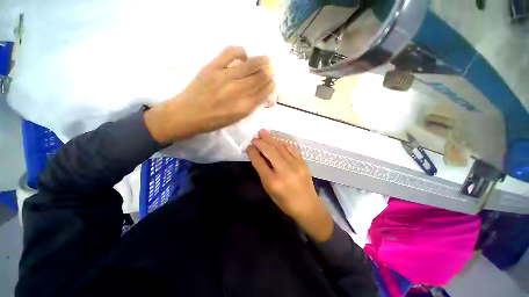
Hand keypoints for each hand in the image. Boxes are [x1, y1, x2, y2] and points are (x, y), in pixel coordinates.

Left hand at [145, 46, 275, 143]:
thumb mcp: (236, 119)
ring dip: (262, 61)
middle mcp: (237, 92)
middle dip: (269, 73)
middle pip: (259, 78)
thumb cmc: (213, 121)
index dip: (271, 86)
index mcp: (244, 108)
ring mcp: (224, 77)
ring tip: (267, 59)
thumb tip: (263, 96)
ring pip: (250, 65)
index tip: (274, 82)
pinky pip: (230, 53)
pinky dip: (241, 51)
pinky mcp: (212, 67)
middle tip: (272, 70)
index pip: (264, 93)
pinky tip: (244, 55)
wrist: (187, 114)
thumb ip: (250, 107)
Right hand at [248, 130, 333, 242]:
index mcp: (273, 182)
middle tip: (255, 138)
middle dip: (261, 143)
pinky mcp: (303, 163)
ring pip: (280, 148)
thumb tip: (258, 156)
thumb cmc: (285, 202)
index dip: (253, 153)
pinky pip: (291, 148)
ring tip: (263, 132)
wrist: (307, 206)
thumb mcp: (269, 190)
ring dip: (271, 139)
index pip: (259, 163)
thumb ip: (263, 173)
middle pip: (270, 152)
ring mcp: (295, 165)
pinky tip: (277, 139)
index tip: (249, 147)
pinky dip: (283, 143)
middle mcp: (284, 171)